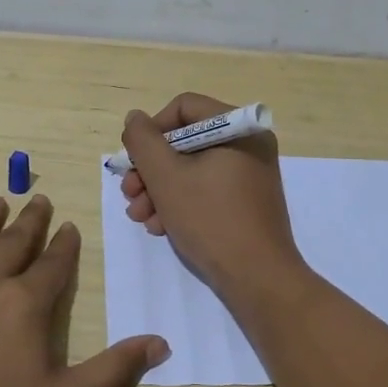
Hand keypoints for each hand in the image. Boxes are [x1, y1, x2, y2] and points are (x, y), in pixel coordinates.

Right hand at [119, 93, 308, 302]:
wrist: (257, 278)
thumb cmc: (210, 219)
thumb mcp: (166, 176)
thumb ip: (143, 141)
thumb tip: (135, 119)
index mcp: (238, 129)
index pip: (184, 108)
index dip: (152, 130)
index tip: (134, 160)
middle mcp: (248, 145)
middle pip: (185, 141)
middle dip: (150, 169)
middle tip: (130, 194)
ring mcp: (249, 175)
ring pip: (191, 169)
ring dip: (159, 190)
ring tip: (141, 217)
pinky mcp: (246, 202)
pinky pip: (206, 189)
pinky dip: (180, 203)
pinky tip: (161, 226)